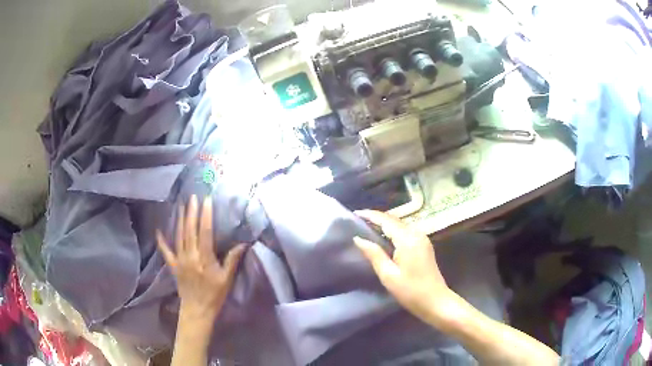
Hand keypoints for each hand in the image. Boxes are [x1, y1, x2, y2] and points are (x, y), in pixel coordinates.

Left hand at [156, 195, 245, 318]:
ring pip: (178, 235)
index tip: (207, 200)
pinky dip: (161, 240)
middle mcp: (190, 255)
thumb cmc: (214, 295)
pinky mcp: (173, 265)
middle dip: (192, 212)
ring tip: (182, 205)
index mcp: (204, 258)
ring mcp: (180, 260)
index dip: (206, 215)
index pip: (205, 232)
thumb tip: (243, 243)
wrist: (197, 309)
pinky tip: (158, 230)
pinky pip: (166, 251)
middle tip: (193, 197)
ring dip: (180, 219)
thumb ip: (232, 260)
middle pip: (190, 230)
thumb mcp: (226, 279)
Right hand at [353, 210, 453, 324]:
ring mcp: (422, 239)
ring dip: (384, 224)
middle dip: (376, 218)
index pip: (386, 220)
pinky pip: (405, 232)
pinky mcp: (424, 245)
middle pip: (394, 220)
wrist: (436, 301)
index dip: (370, 215)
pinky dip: (392, 231)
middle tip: (357, 221)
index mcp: (408, 239)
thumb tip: (358, 238)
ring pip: (400, 225)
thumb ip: (374, 254)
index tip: (354, 213)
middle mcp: (417, 234)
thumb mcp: (388, 275)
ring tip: (366, 227)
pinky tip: (383, 238)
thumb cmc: (410, 291)